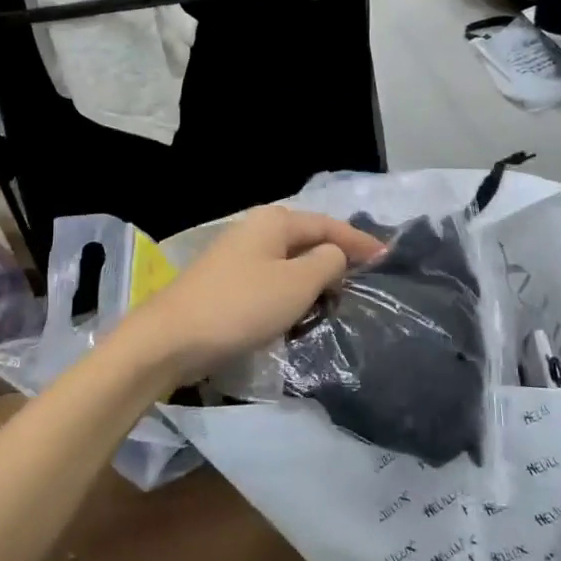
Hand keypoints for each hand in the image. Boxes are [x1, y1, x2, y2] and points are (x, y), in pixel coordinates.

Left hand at [116, 206, 385, 385]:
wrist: (172, 338)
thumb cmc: (241, 306)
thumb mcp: (296, 283)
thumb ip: (327, 262)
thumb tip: (335, 255)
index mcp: (273, 222)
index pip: (327, 225)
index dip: (359, 241)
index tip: (387, 258)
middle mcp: (255, 230)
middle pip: (307, 239)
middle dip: (337, 257)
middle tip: (367, 279)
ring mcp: (238, 257)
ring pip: (289, 262)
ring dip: (314, 278)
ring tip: (341, 298)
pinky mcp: (227, 284)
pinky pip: (272, 281)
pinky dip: (292, 292)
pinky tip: (302, 310)